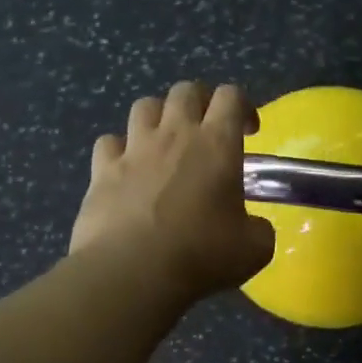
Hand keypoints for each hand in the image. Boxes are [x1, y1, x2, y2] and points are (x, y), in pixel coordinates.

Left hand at [69, 81, 275, 301]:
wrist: (132, 272)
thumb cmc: (201, 255)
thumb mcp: (254, 249)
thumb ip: (259, 229)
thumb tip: (255, 227)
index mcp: (217, 144)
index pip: (231, 96)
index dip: (242, 106)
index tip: (249, 131)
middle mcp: (175, 135)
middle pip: (186, 90)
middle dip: (201, 101)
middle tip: (208, 129)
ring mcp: (134, 149)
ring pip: (144, 105)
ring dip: (159, 116)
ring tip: (166, 141)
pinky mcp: (102, 171)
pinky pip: (109, 142)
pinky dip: (120, 149)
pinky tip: (127, 168)